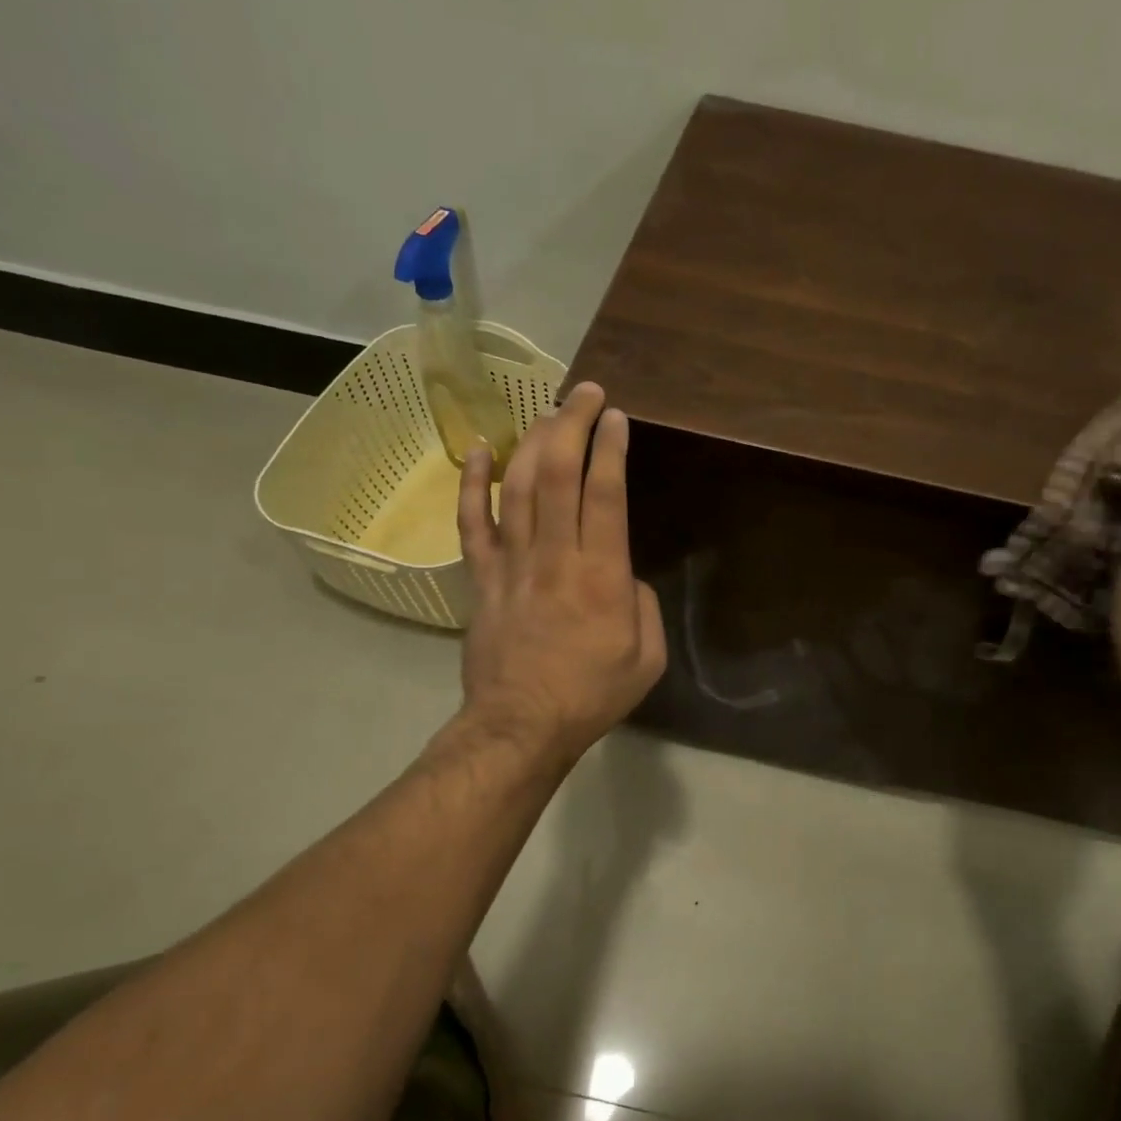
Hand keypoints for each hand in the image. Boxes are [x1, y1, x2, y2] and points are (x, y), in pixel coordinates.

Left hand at [456, 382, 666, 760]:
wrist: (521, 726)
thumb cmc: (591, 695)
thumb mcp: (647, 657)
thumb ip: (643, 604)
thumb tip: (622, 574)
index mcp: (601, 576)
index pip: (605, 494)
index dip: (611, 449)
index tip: (617, 417)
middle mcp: (555, 557)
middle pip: (557, 474)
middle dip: (573, 425)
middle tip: (585, 393)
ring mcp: (512, 565)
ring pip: (517, 487)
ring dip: (533, 441)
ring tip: (549, 411)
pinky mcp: (482, 579)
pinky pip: (473, 523)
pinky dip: (473, 484)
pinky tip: (479, 451)